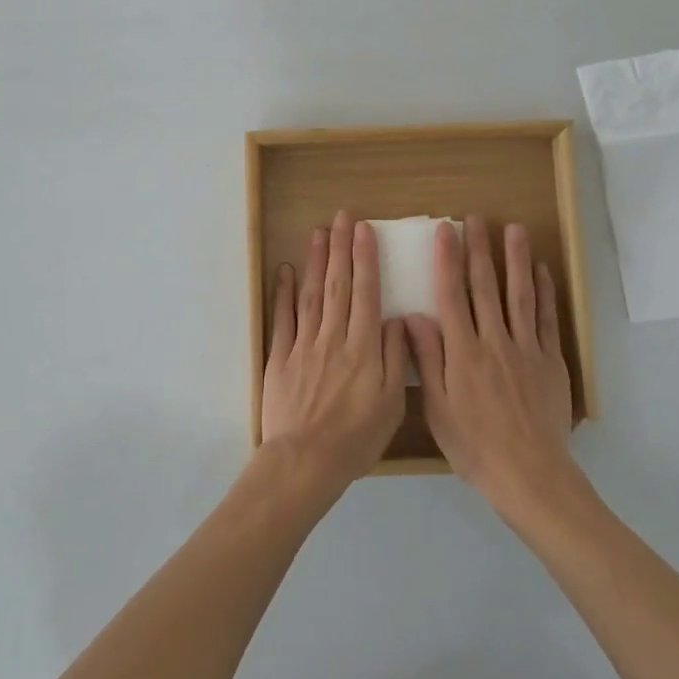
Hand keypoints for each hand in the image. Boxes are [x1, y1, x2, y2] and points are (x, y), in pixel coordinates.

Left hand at [260, 212, 408, 489]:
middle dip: (341, 248)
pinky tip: (285, 271)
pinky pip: (283, 319)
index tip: (365, 230)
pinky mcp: (280, 358)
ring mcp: (304, 345)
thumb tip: (398, 319)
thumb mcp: (392, 402)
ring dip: (315, 261)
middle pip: (338, 284)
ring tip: (318, 233)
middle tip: (342, 217)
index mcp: (364, 347)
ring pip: (311, 294)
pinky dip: (283, 293)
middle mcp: (334, 337)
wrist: (306, 461)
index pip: (367, 292)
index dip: (366, 258)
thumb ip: (396, 357)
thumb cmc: (356, 438)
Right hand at [406, 215, 574, 512]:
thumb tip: (413, 316)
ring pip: (519, 294)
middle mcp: (494, 341)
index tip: (445, 231)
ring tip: (513, 229)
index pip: (452, 295)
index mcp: (463, 352)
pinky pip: (546, 319)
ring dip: (515, 259)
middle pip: (486, 287)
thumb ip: (428, 359)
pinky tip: (541, 271)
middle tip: (476, 218)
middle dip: (479, 249)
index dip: (447, 261)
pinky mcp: (550, 360)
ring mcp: (526, 348)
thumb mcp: (438, 408)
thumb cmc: (474, 445)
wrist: (528, 474)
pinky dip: (544, 292)